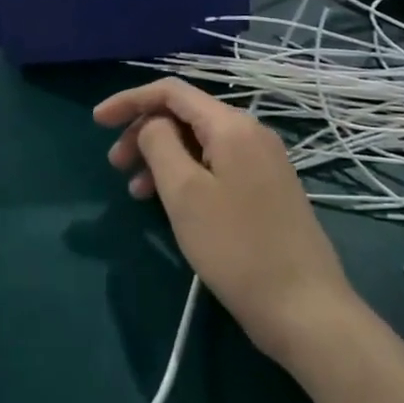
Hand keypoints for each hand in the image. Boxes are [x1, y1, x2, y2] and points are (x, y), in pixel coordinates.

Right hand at [98, 79, 352, 362]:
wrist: (307, 311)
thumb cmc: (237, 248)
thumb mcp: (184, 193)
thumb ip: (159, 144)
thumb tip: (152, 125)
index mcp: (231, 125)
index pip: (171, 91)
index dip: (130, 100)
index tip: (97, 122)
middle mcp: (250, 133)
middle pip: (185, 114)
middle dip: (143, 131)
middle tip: (115, 164)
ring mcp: (263, 161)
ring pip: (198, 142)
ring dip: (161, 157)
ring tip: (135, 191)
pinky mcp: (267, 189)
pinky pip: (215, 165)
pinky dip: (185, 174)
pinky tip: (168, 202)